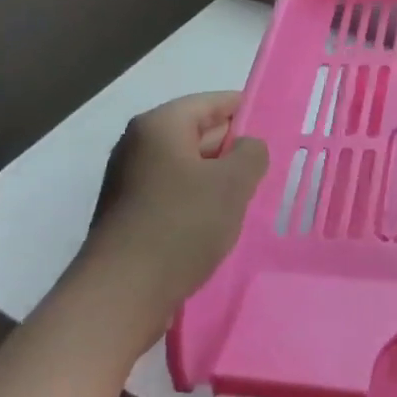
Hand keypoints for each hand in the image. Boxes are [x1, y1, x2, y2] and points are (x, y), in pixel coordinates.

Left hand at [83, 92, 268, 336]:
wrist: (122, 293)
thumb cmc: (181, 225)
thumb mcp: (232, 184)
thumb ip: (251, 153)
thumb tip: (247, 147)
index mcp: (159, 125)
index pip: (211, 103)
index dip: (245, 111)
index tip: (274, 128)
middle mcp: (138, 144)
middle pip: (197, 133)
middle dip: (232, 149)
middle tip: (267, 168)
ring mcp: (128, 180)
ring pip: (186, 167)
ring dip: (215, 179)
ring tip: (248, 198)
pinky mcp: (128, 214)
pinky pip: (172, 193)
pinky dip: (196, 201)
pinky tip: (217, 224)